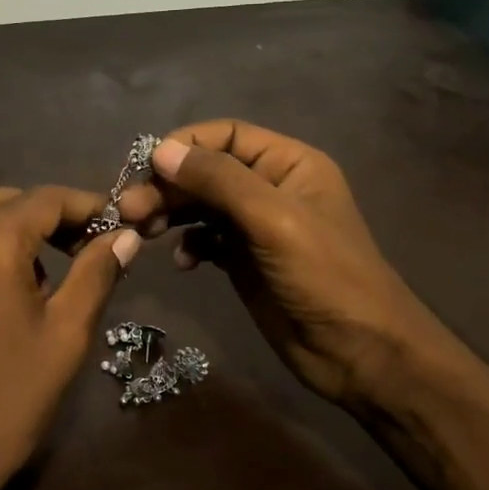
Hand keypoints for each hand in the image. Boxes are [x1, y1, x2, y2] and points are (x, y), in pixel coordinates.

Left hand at [0, 186, 140, 489]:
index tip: (119, 227)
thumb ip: (96, 274)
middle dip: (52, 217)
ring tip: (50, 281)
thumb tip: (124, 235)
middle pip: (9, 203)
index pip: (47, 198)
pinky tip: (5, 301)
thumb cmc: (3, 402)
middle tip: (88, 250)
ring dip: (18, 236)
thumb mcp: (64, 336)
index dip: (89, 206)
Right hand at [117, 121, 445, 414]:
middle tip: (128, 210)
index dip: (184, 145)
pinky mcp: (244, 262)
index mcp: (288, 164)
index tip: (146, 168)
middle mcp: (270, 188)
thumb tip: (161, 150)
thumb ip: (219, 180)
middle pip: (206, 171)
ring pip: (201, 206)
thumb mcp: (273, 220)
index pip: (226, 136)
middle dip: (168, 186)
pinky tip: (183, 262)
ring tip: (141, 232)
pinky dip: (189, 245)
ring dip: (170, 214)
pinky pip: (206, 240)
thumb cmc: (325, 277)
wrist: (360, 353)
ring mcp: (256, 227)